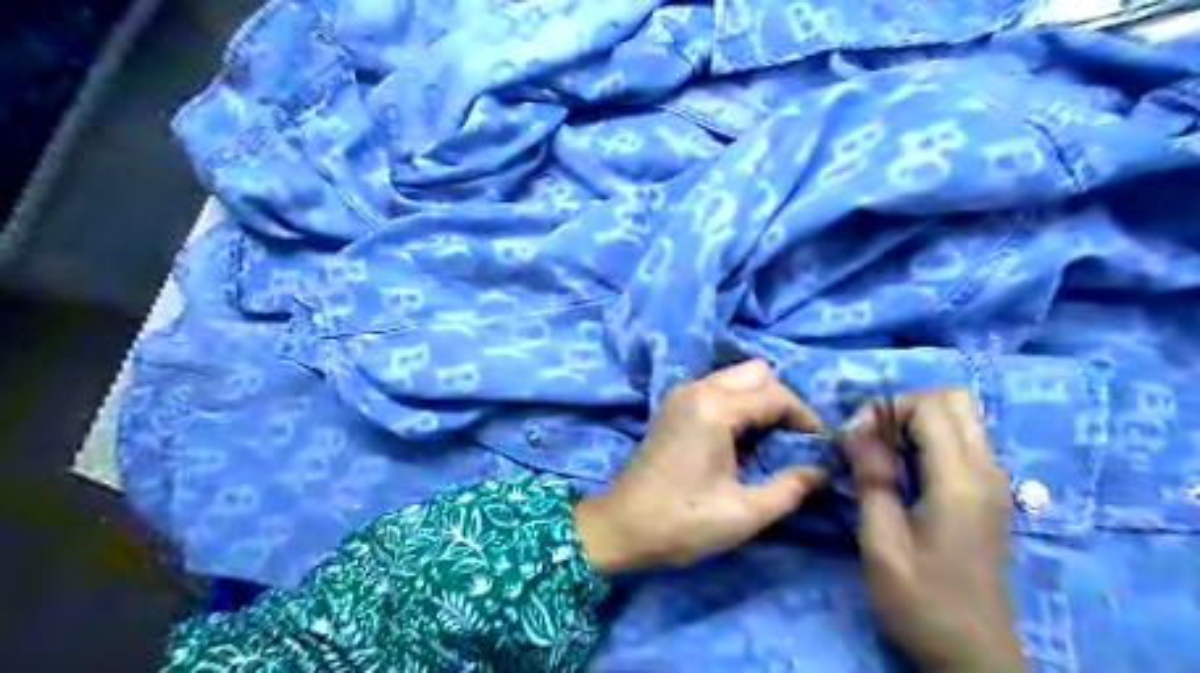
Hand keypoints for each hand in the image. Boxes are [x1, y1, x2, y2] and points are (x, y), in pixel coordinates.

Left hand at [577, 360, 831, 575]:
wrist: (619, 527)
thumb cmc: (680, 521)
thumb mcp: (744, 513)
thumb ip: (791, 488)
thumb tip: (822, 471)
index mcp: (714, 407)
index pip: (775, 395)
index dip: (806, 419)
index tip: (822, 447)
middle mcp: (696, 388)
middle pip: (756, 373)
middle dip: (783, 401)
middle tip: (797, 440)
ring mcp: (681, 394)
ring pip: (736, 377)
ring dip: (761, 401)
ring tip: (775, 441)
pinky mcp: (673, 406)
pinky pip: (718, 389)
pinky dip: (739, 404)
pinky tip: (744, 439)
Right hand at [837, 389, 1025, 672]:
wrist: (973, 656)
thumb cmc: (922, 602)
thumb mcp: (881, 543)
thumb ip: (871, 479)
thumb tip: (853, 431)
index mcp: (961, 481)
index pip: (930, 406)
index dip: (884, 409)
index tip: (851, 440)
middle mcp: (986, 471)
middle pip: (953, 400)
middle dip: (902, 406)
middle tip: (868, 437)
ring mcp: (993, 482)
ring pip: (959, 417)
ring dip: (913, 422)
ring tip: (878, 453)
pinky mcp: (987, 495)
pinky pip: (960, 442)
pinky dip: (925, 439)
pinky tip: (900, 471)